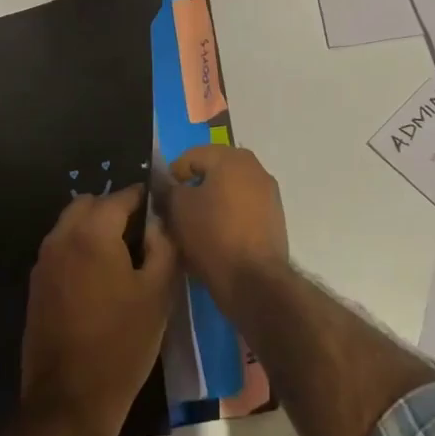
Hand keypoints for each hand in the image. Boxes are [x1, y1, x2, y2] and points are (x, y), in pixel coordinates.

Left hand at [22, 185, 177, 435]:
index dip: (145, 198)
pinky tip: (102, 281)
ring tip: (125, 258)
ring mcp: (43, 263)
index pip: (121, 196)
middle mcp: (61, 239)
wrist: (70, 400)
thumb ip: (163, 246)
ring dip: (95, 229)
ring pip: (71, 226)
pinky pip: (61, 251)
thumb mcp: (158, 292)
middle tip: (143, 235)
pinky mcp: (37, 287)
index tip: (163, 210)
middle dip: (115, 209)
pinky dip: (81, 250)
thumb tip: (158, 222)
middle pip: (89, 204)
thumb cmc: (122, 343)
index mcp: (92, 233)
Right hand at [162, 146, 290, 296]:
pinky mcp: (274, 219)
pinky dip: (227, 219)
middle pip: (213, 173)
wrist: (253, 279)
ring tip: (193, 228)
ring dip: (210, 205)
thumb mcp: (178, 208)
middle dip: (192, 190)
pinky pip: (242, 211)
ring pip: (228, 193)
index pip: (191, 157)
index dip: (172, 176)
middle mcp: (255, 169)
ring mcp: (268, 194)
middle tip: (175, 212)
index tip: (161, 199)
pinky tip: (214, 239)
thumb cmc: (212, 234)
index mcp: (232, 158)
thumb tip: (166, 184)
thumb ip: (168, 189)